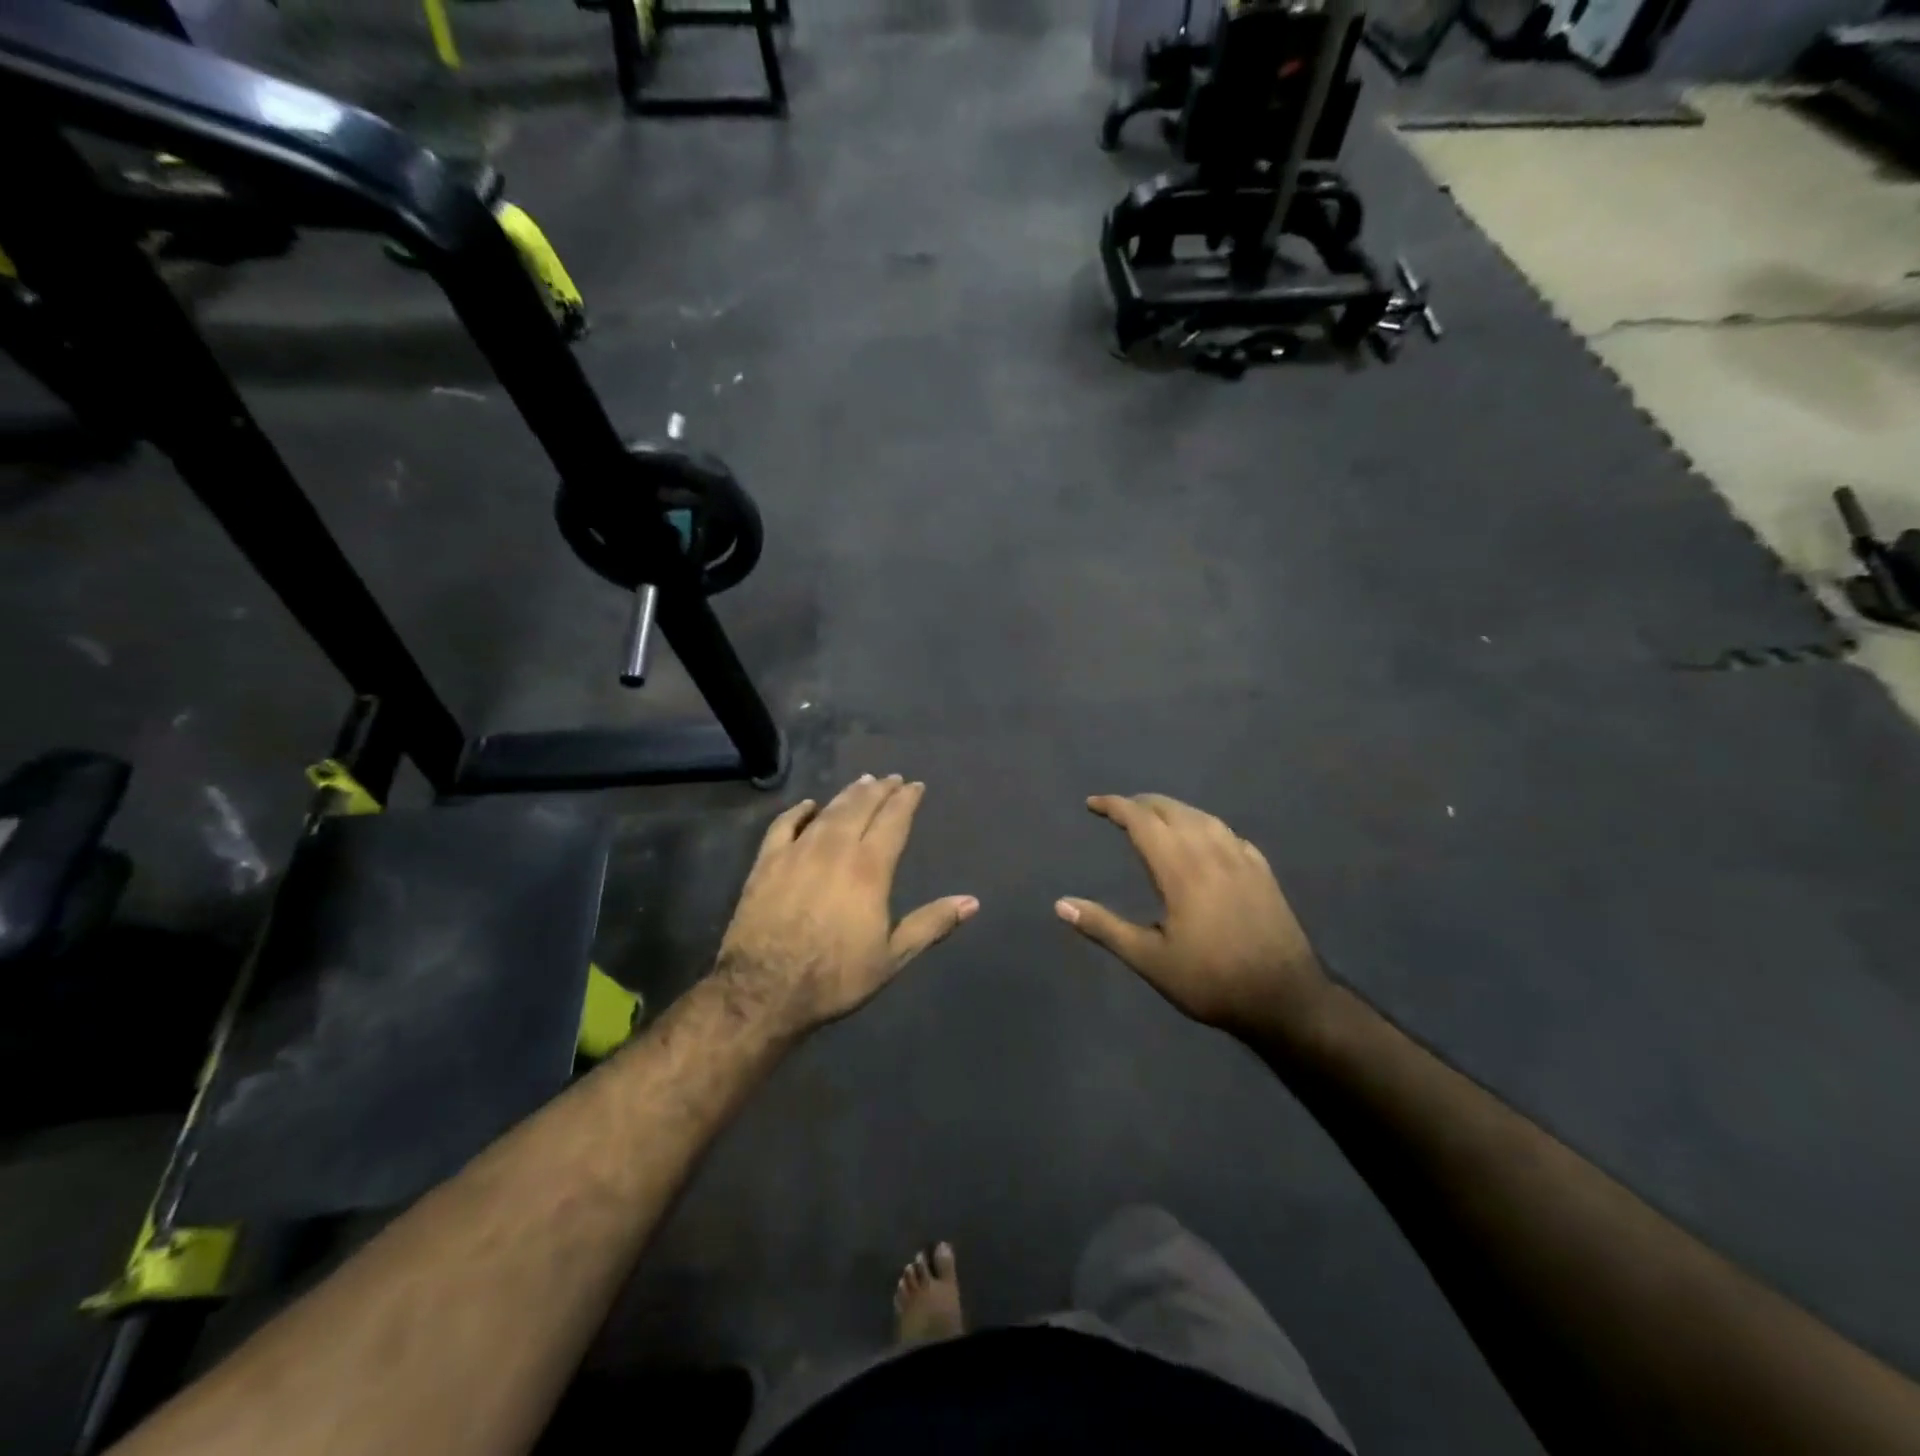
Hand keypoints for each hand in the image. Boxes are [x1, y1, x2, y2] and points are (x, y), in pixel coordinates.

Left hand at [715, 775, 977, 1036]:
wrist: (764, 990)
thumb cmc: (835, 977)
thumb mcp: (892, 957)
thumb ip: (931, 924)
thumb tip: (972, 902)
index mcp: (869, 868)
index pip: (893, 821)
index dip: (906, 800)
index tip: (915, 785)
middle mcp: (835, 849)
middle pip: (860, 807)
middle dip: (879, 790)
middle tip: (890, 778)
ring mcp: (797, 852)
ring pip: (828, 811)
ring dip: (847, 794)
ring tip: (862, 782)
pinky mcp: (766, 862)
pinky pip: (784, 825)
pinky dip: (799, 811)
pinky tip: (808, 805)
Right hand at [1056, 794, 1329, 1035]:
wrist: (1285, 999)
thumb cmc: (1211, 981)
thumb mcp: (1150, 960)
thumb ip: (1105, 927)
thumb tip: (1061, 904)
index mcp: (1181, 869)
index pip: (1142, 821)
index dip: (1115, 807)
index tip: (1093, 804)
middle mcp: (1211, 853)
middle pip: (1172, 811)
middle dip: (1142, 803)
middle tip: (1119, 809)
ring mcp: (1242, 860)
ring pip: (1203, 817)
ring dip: (1173, 810)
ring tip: (1155, 817)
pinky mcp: (1263, 872)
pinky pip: (1228, 833)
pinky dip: (1204, 825)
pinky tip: (1204, 838)